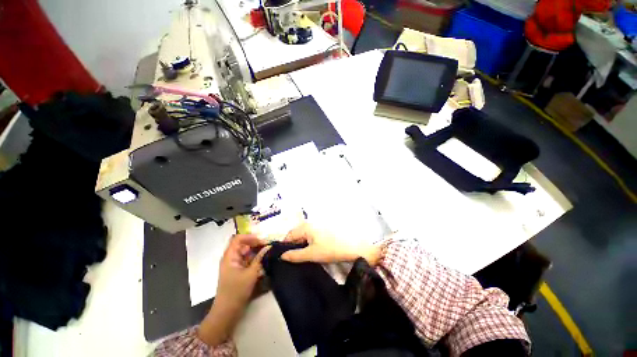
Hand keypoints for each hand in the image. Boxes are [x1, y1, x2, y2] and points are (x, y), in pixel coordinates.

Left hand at [198, 234, 269, 345]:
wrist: (227, 312)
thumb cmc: (237, 291)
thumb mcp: (251, 273)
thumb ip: (260, 258)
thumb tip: (268, 246)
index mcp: (230, 256)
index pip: (238, 239)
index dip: (250, 237)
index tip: (262, 240)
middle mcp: (231, 258)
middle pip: (242, 244)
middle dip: (255, 243)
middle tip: (268, 246)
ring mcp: (234, 264)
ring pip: (246, 252)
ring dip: (256, 251)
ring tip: (267, 253)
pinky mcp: (238, 270)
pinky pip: (247, 260)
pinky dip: (254, 258)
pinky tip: (263, 261)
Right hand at [281, 223, 380, 264]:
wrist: (352, 248)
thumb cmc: (331, 250)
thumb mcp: (312, 254)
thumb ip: (295, 255)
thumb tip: (282, 256)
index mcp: (306, 227)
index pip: (290, 235)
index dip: (285, 246)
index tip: (283, 258)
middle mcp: (310, 224)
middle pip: (296, 235)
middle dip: (292, 246)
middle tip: (291, 260)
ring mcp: (317, 227)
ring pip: (303, 237)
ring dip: (300, 246)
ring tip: (299, 258)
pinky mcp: (323, 232)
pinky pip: (310, 237)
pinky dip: (307, 244)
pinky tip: (309, 253)